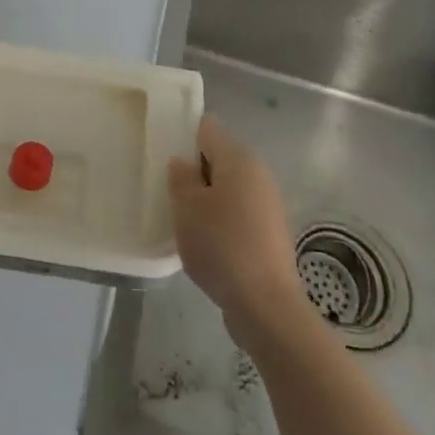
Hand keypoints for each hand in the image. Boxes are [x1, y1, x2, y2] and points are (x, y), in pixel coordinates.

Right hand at [169, 116, 304, 347]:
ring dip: (207, 199)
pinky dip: (221, 222)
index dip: (184, 135)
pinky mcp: (270, 233)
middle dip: (194, 172)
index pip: (207, 128)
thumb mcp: (187, 208)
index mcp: (239, 158)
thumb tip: (182, 162)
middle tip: (169, 191)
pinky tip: (205, 243)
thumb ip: (180, 177)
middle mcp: (258, 174)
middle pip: (218, 158)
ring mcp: (268, 204)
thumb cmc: (221, 245)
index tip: (164, 155)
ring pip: (228, 188)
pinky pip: (238, 214)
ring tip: (184, 221)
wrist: (266, 306)